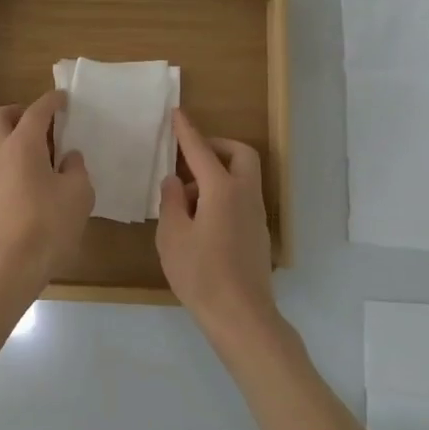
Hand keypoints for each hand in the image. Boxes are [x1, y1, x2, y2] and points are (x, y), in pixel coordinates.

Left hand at [0, 89, 93, 285]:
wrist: (12, 264)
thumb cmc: (48, 223)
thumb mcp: (78, 193)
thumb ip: (76, 168)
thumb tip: (68, 157)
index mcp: (22, 144)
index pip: (36, 111)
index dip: (51, 101)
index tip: (64, 99)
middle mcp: (0, 152)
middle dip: (19, 112)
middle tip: (42, 122)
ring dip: (14, 136)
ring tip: (43, 150)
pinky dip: (13, 158)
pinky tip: (35, 175)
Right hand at [157, 110, 280, 348]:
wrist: (241, 316)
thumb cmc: (200, 273)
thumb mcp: (172, 235)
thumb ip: (171, 201)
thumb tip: (174, 181)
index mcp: (222, 189)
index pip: (201, 150)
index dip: (186, 131)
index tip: (177, 113)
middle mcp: (245, 195)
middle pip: (240, 154)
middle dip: (216, 146)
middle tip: (190, 155)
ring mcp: (255, 214)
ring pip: (242, 177)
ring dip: (217, 173)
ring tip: (185, 198)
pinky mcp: (257, 233)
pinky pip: (241, 198)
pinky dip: (223, 193)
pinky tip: (199, 219)